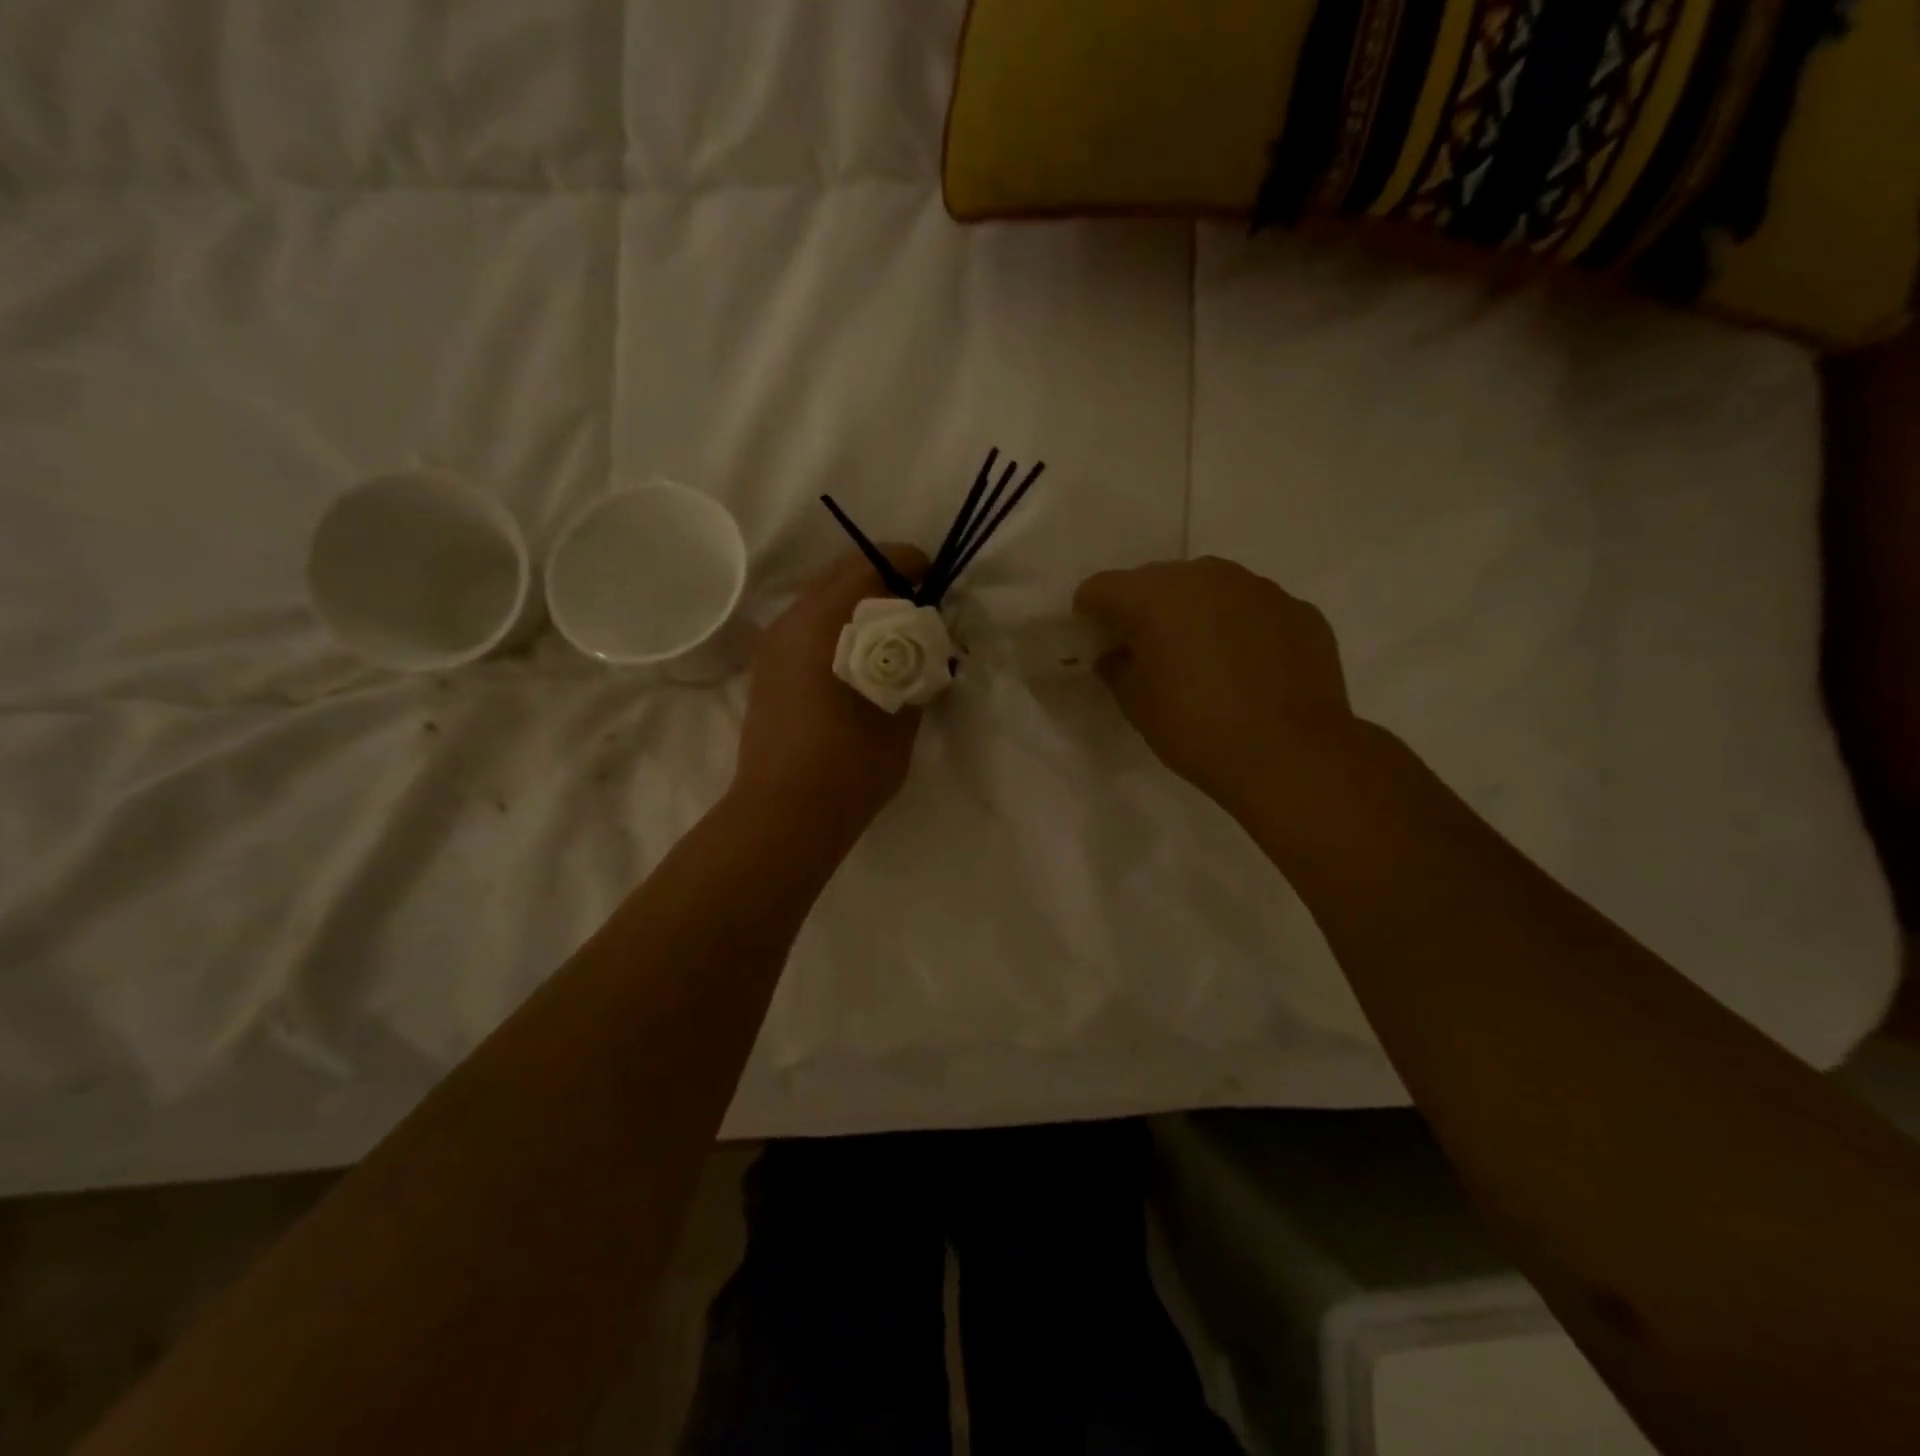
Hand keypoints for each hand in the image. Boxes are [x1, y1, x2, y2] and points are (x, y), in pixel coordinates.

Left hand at [733, 546, 930, 833]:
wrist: (784, 816)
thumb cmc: (849, 766)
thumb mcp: (902, 714)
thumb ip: (916, 667)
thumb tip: (924, 644)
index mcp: (822, 623)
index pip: (868, 564)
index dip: (908, 563)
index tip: (935, 581)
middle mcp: (789, 622)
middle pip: (841, 575)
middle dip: (884, 582)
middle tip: (920, 609)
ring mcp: (772, 646)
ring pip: (822, 600)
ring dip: (860, 606)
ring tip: (894, 638)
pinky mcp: (767, 670)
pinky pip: (808, 628)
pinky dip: (839, 629)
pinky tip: (862, 662)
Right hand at [1074, 556, 1358, 809]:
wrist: (1291, 754)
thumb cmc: (1197, 729)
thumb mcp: (1137, 705)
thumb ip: (1116, 669)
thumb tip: (1115, 655)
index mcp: (1155, 595)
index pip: (1102, 587)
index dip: (1091, 613)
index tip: (1095, 642)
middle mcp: (1205, 575)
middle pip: (1157, 581)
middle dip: (1145, 610)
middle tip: (1148, 653)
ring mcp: (1258, 587)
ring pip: (1209, 590)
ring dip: (1195, 615)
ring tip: (1203, 660)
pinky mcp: (1298, 608)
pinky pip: (1252, 610)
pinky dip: (1240, 629)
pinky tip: (1248, 669)